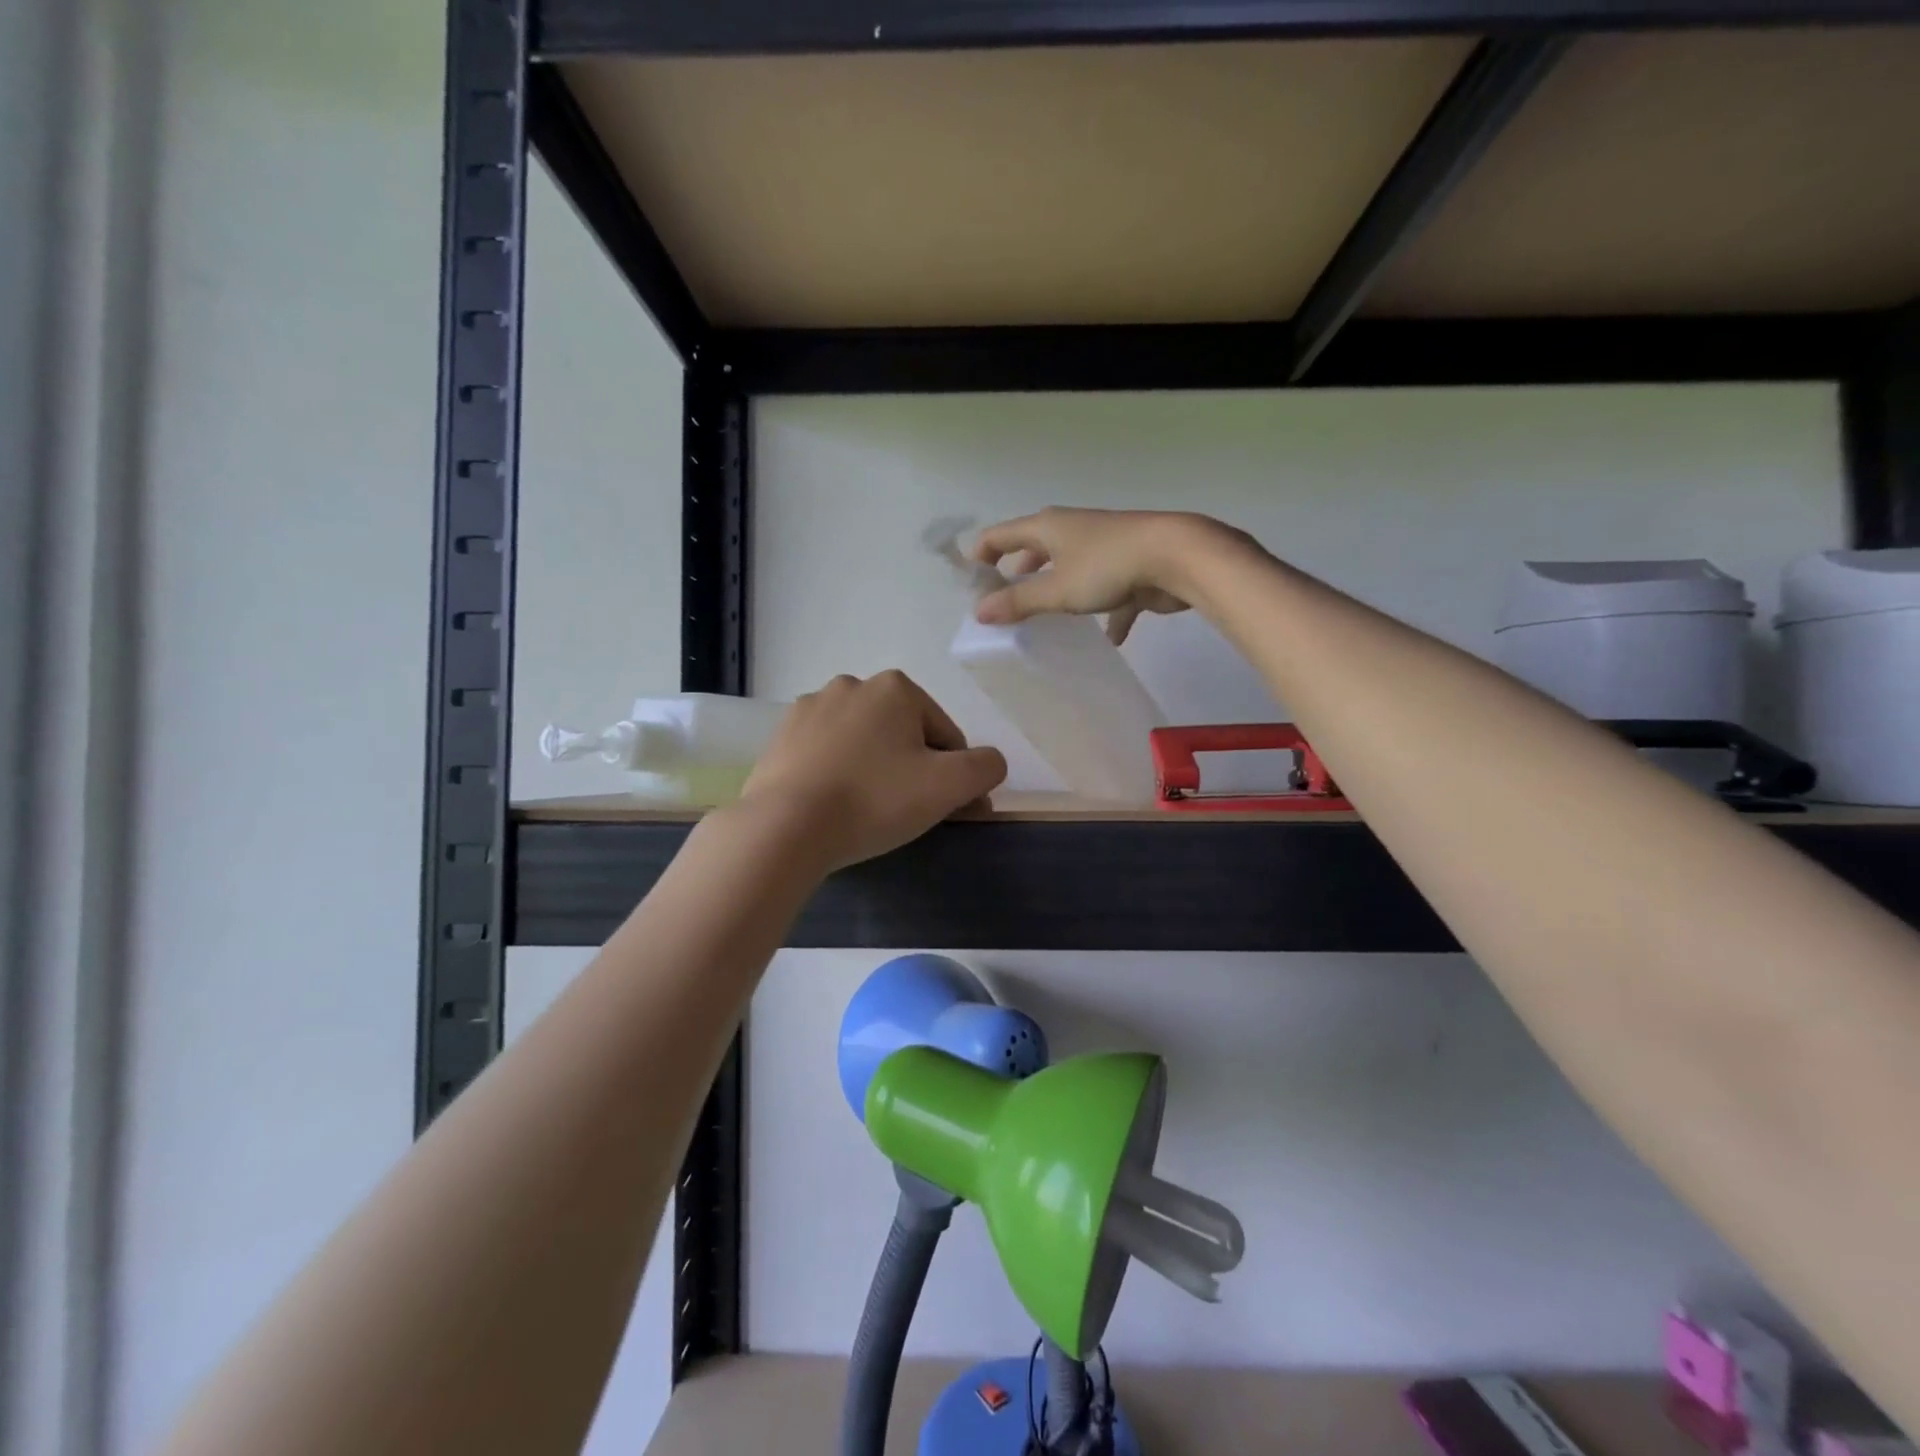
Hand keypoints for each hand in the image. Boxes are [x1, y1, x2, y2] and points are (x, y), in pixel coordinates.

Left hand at [738, 671, 1006, 870]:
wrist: (785, 826)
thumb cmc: (874, 799)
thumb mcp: (949, 786)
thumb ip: (986, 767)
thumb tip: (989, 764)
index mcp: (895, 688)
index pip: (946, 735)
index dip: (954, 776)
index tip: (948, 811)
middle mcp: (851, 685)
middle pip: (903, 735)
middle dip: (913, 769)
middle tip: (908, 814)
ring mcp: (810, 709)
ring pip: (864, 743)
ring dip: (875, 770)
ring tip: (868, 813)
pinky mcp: (781, 737)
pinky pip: (827, 754)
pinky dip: (839, 774)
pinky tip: (835, 805)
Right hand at [971, 507, 1257, 643]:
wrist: (1177, 557)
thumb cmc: (1107, 567)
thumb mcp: (1056, 590)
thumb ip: (1018, 602)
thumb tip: (978, 611)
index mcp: (1048, 527)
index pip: (1000, 535)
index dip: (981, 555)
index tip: (970, 584)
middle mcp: (1072, 531)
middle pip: (1035, 549)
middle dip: (1019, 574)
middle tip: (1004, 603)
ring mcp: (1103, 547)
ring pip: (1071, 569)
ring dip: (1058, 591)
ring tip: (1046, 618)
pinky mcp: (1130, 567)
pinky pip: (1110, 591)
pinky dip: (1108, 612)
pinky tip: (1111, 638)